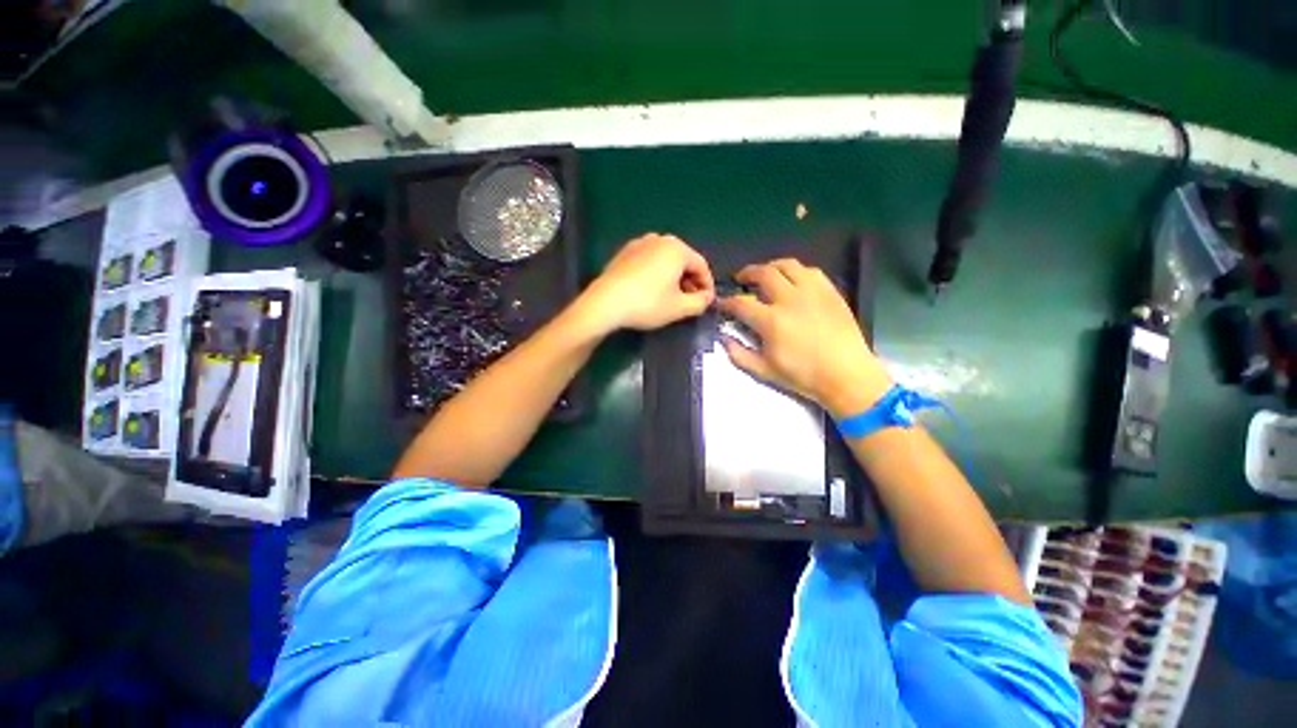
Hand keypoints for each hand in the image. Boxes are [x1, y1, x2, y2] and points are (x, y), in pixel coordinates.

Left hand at [576, 233, 714, 334]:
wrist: (605, 303)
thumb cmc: (647, 304)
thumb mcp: (679, 308)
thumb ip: (700, 302)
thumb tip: (707, 297)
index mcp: (677, 248)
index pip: (701, 266)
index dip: (707, 285)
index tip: (707, 302)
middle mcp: (659, 239)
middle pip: (683, 260)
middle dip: (690, 281)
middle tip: (690, 301)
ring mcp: (639, 243)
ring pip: (665, 260)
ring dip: (673, 278)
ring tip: (672, 297)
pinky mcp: (624, 253)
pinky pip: (649, 261)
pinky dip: (656, 274)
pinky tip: (651, 290)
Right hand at [717, 259, 892, 418]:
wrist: (847, 375)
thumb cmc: (803, 376)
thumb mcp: (764, 371)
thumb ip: (739, 355)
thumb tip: (724, 339)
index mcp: (771, 321)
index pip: (740, 303)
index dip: (726, 302)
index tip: (721, 303)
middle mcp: (790, 299)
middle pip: (763, 274)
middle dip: (747, 274)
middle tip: (741, 280)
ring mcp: (812, 292)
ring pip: (787, 265)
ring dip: (771, 267)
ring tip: (766, 275)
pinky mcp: (830, 291)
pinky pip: (810, 271)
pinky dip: (796, 271)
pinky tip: (793, 281)